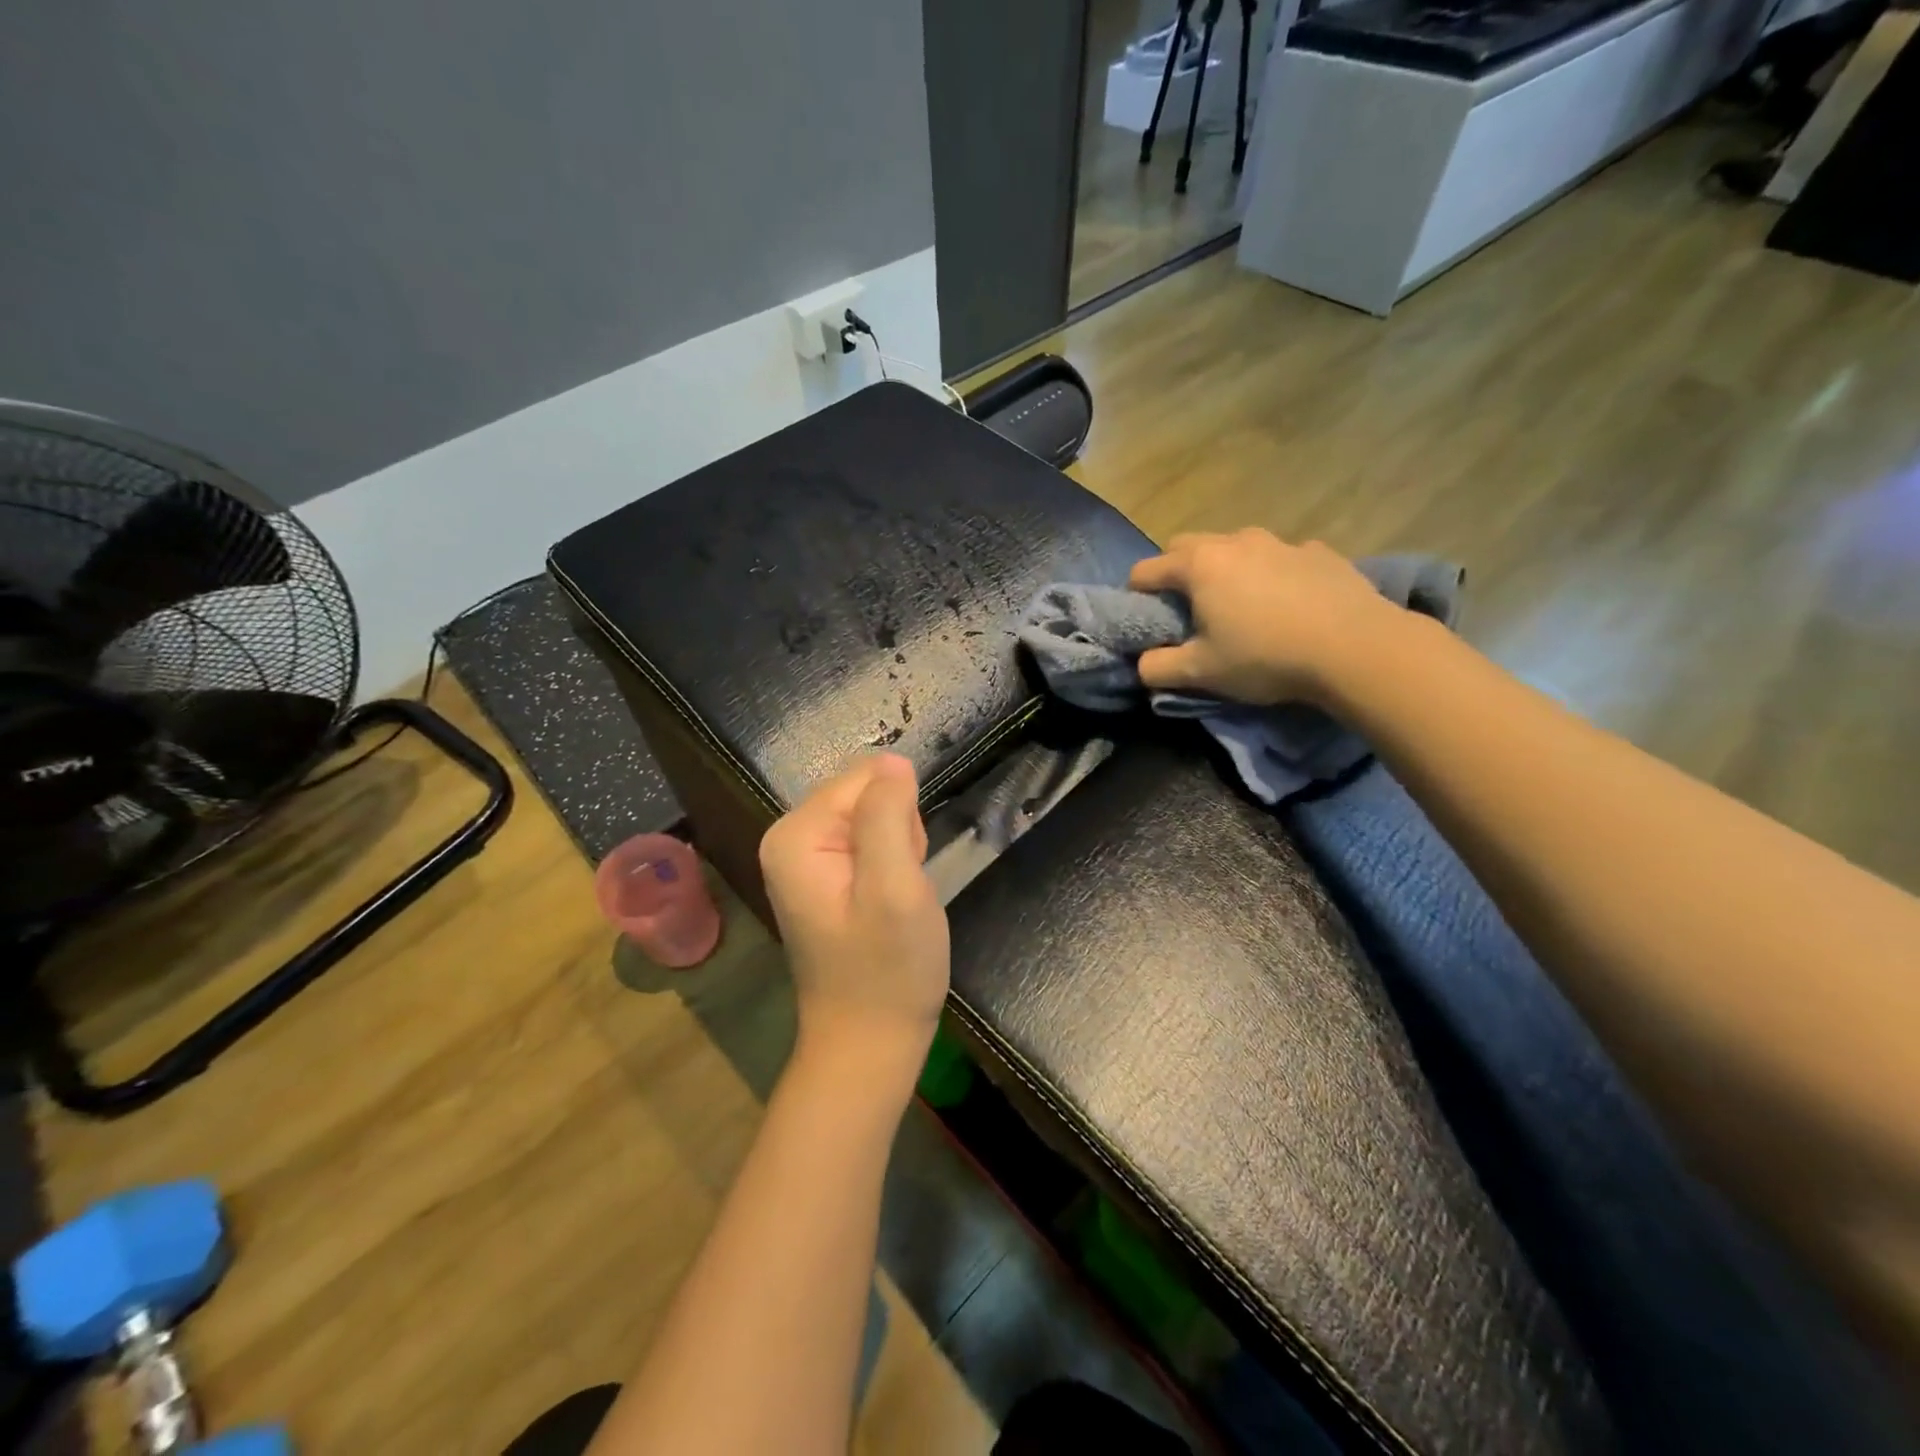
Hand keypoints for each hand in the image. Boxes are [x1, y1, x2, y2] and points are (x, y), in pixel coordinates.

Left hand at [759, 754, 949, 1078]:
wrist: (869, 1043)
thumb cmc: (887, 971)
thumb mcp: (895, 887)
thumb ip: (889, 815)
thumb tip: (893, 760)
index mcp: (797, 835)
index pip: (865, 777)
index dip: (901, 817)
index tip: (903, 865)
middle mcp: (790, 838)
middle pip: (867, 794)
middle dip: (899, 833)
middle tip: (900, 887)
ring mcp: (805, 860)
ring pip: (876, 817)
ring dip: (900, 851)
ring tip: (897, 900)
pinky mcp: (825, 878)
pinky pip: (871, 843)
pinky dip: (893, 867)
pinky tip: (890, 905)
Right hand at [1128, 528, 1400, 706]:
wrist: (1356, 648)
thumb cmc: (1265, 657)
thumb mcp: (1201, 673)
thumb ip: (1158, 668)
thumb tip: (1142, 664)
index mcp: (1199, 565)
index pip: (1146, 570)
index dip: (1136, 594)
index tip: (1143, 617)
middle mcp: (1235, 541)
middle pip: (1187, 546)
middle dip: (1176, 571)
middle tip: (1187, 608)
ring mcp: (1281, 542)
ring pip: (1236, 546)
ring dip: (1226, 568)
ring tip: (1241, 604)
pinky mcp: (1319, 551)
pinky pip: (1281, 557)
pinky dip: (1272, 573)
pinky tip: (1288, 603)